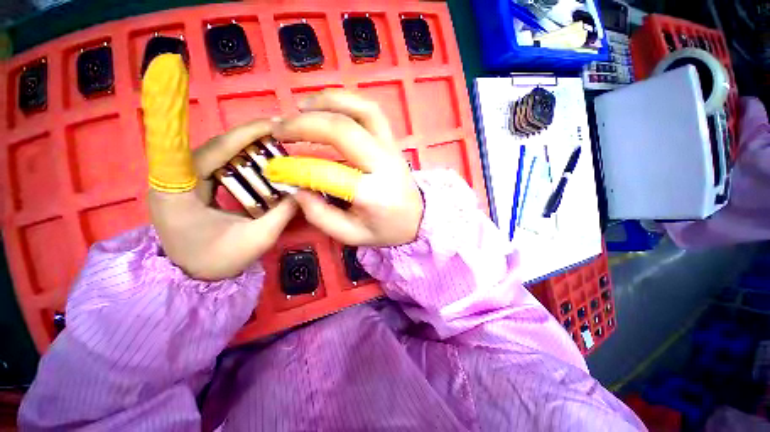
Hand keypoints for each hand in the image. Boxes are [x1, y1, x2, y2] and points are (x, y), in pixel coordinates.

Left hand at [149, 120, 297, 280]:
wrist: (191, 276)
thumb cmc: (219, 261)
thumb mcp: (257, 239)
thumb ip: (282, 214)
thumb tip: (303, 192)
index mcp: (178, 192)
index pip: (211, 151)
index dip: (241, 135)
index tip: (270, 125)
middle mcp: (172, 179)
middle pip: (213, 148)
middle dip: (248, 138)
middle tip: (280, 135)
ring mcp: (179, 180)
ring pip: (215, 154)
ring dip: (244, 147)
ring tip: (273, 144)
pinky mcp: (188, 184)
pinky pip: (216, 164)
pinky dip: (239, 159)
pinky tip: (258, 161)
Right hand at [273, 90, 423, 246]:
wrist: (418, 218)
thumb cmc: (385, 229)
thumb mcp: (351, 236)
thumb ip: (321, 216)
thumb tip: (296, 189)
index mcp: (373, 194)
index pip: (328, 173)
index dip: (295, 168)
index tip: (275, 168)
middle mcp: (383, 165)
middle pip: (343, 131)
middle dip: (304, 124)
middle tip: (279, 129)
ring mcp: (391, 148)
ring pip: (362, 110)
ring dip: (327, 102)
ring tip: (299, 107)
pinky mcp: (392, 141)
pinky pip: (371, 111)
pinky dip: (346, 101)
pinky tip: (326, 105)